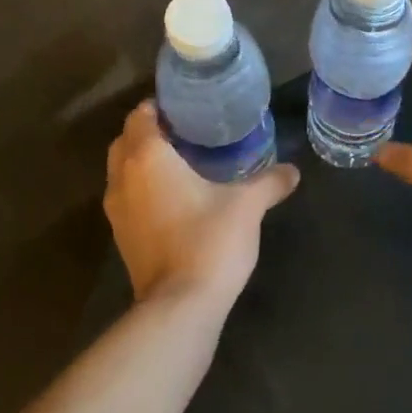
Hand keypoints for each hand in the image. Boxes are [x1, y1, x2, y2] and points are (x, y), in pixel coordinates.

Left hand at [104, 100, 298, 305]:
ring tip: (180, 160)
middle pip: (125, 141)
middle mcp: (123, 179)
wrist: (180, 307)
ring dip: (141, 161)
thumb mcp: (248, 205)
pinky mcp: (122, 238)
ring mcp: (117, 212)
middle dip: (148, 131)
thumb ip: (270, 182)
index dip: (158, 106)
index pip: (139, 116)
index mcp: (147, 158)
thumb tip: (293, 171)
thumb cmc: (209, 240)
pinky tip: (175, 196)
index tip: (185, 105)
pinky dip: (142, 188)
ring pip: (121, 171)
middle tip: (185, 129)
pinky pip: (127, 197)